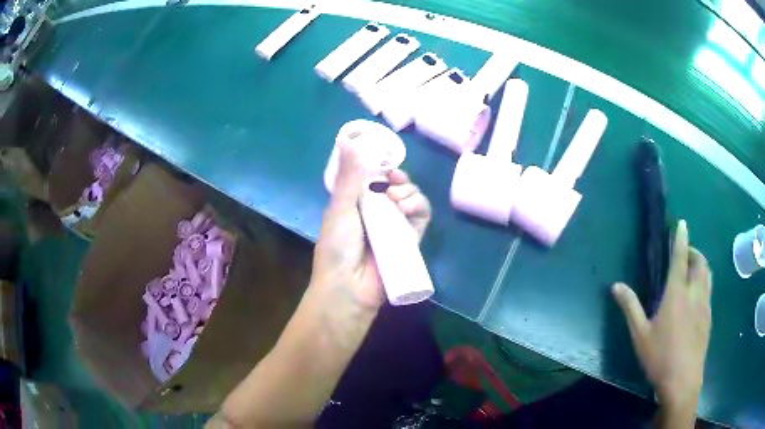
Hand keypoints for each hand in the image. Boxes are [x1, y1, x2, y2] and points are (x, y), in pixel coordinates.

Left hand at [311, 143, 431, 310]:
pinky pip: (422, 216)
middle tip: (393, 178)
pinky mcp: (411, 238)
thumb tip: (346, 141)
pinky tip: (408, 207)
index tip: (384, 161)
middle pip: (396, 185)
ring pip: (412, 198)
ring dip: (409, 191)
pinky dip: (420, 206)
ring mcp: (395, 225)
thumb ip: (348, 176)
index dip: (382, 166)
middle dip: (398, 177)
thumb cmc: (338, 247)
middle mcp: (377, 212)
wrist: (349, 288)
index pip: (374, 177)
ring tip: (397, 199)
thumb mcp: (340, 208)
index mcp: (357, 203)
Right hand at [613, 220, 711, 409]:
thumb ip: (630, 307)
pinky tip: (696, 297)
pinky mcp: (709, 316)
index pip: (680, 258)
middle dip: (694, 252)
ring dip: (701, 265)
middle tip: (685, 254)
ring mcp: (705, 304)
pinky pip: (709, 290)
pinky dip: (704, 282)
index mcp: (676, 294)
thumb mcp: (640, 335)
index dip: (681, 238)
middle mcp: (694, 293)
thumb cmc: (660, 357)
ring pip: (708, 274)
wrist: (683, 380)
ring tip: (692, 271)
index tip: (682, 223)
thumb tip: (616, 286)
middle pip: (700, 262)